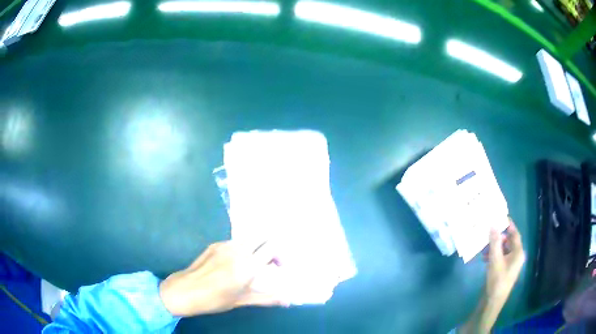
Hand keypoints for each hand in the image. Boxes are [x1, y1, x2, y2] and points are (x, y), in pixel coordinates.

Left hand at [159, 241, 287, 316]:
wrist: (185, 290)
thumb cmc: (214, 299)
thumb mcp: (241, 300)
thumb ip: (267, 298)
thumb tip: (288, 301)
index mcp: (247, 266)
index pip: (271, 248)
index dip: (280, 255)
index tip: (279, 268)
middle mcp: (237, 250)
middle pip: (262, 236)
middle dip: (270, 246)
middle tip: (270, 263)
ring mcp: (224, 245)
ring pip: (248, 238)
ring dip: (256, 247)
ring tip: (252, 264)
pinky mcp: (214, 244)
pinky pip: (235, 241)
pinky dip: (242, 248)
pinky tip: (234, 263)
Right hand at [486, 218, 525, 300]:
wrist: (492, 301)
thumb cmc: (497, 280)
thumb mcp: (495, 260)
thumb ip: (495, 242)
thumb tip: (493, 224)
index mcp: (518, 252)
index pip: (515, 234)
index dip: (508, 225)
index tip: (499, 217)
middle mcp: (517, 256)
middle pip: (508, 241)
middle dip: (498, 237)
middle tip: (487, 233)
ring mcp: (511, 264)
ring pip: (503, 250)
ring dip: (494, 247)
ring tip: (483, 247)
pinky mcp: (504, 270)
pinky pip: (500, 257)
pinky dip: (493, 255)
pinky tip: (484, 257)